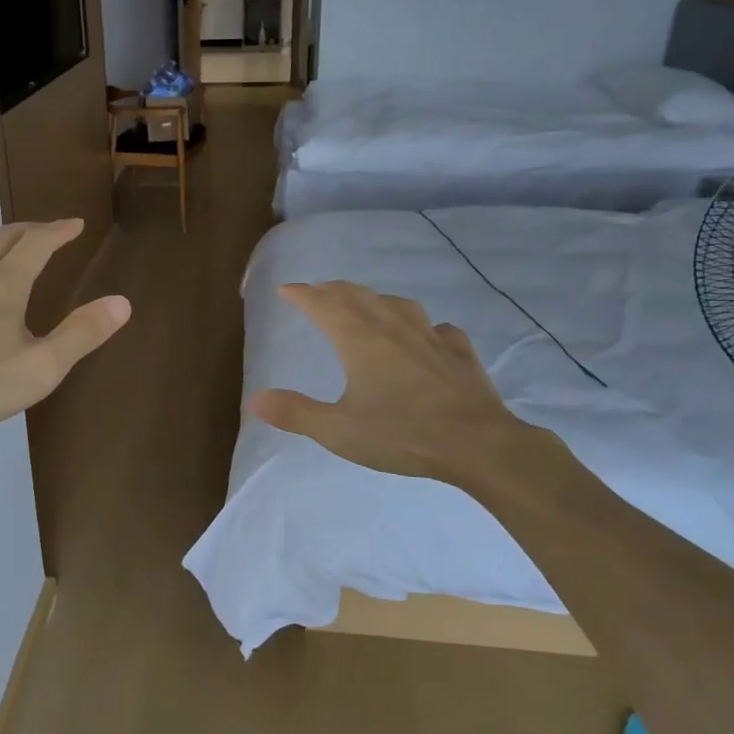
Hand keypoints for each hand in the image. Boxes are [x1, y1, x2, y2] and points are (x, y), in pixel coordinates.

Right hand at [249, 281, 545, 490]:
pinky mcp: (459, 353)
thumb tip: (255, 399)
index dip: (302, 294)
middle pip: (357, 296)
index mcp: (359, 340)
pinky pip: (438, 329)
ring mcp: (430, 337)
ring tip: (366, 305)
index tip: (286, 290)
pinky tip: (427, 335)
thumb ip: (296, 413)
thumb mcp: (339, 431)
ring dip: (374, 300)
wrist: (478, 444)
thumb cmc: (403, 435)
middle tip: (318, 292)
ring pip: (397, 305)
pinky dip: (423, 327)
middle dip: (332, 290)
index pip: (323, 305)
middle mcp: (392, 328)